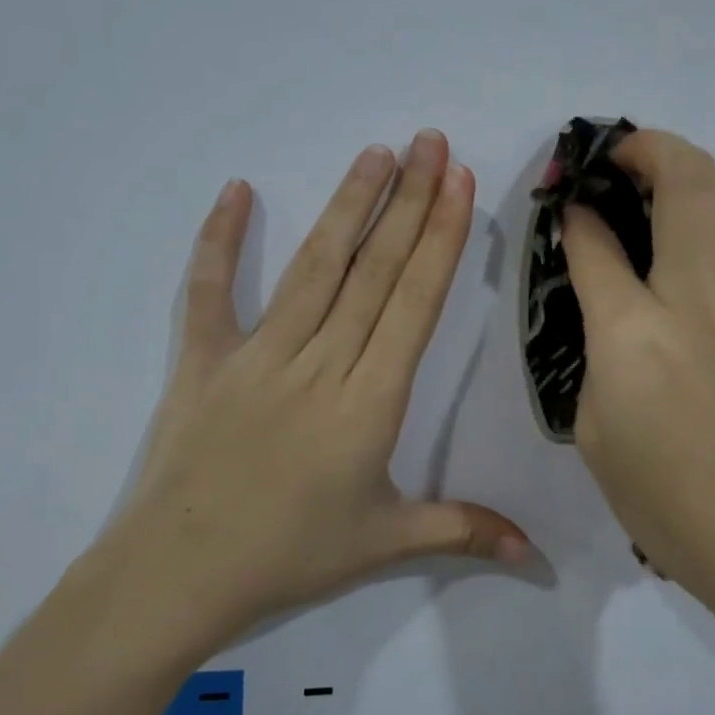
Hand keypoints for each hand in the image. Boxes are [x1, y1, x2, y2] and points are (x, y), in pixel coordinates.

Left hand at [85, 130, 529, 647]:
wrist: (179, 573)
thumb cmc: (289, 556)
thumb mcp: (386, 543)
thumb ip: (463, 531)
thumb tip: (534, 553)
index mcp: (368, 401)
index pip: (413, 303)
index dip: (440, 238)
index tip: (460, 183)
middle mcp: (319, 362)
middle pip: (373, 270)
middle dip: (409, 201)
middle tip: (432, 142)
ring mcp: (257, 355)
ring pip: (313, 267)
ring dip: (348, 206)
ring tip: (376, 153)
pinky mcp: (204, 359)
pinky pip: (209, 290)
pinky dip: (220, 240)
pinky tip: (237, 190)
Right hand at [561, 130, 714, 621]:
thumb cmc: (668, 505)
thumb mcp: (594, 436)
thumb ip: (596, 363)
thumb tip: (611, 324)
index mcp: (631, 334)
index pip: (593, 241)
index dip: (572, 214)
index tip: (565, 206)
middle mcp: (696, 300)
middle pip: (685, 181)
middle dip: (647, 148)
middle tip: (624, 157)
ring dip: (707, 193)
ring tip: (683, 218)